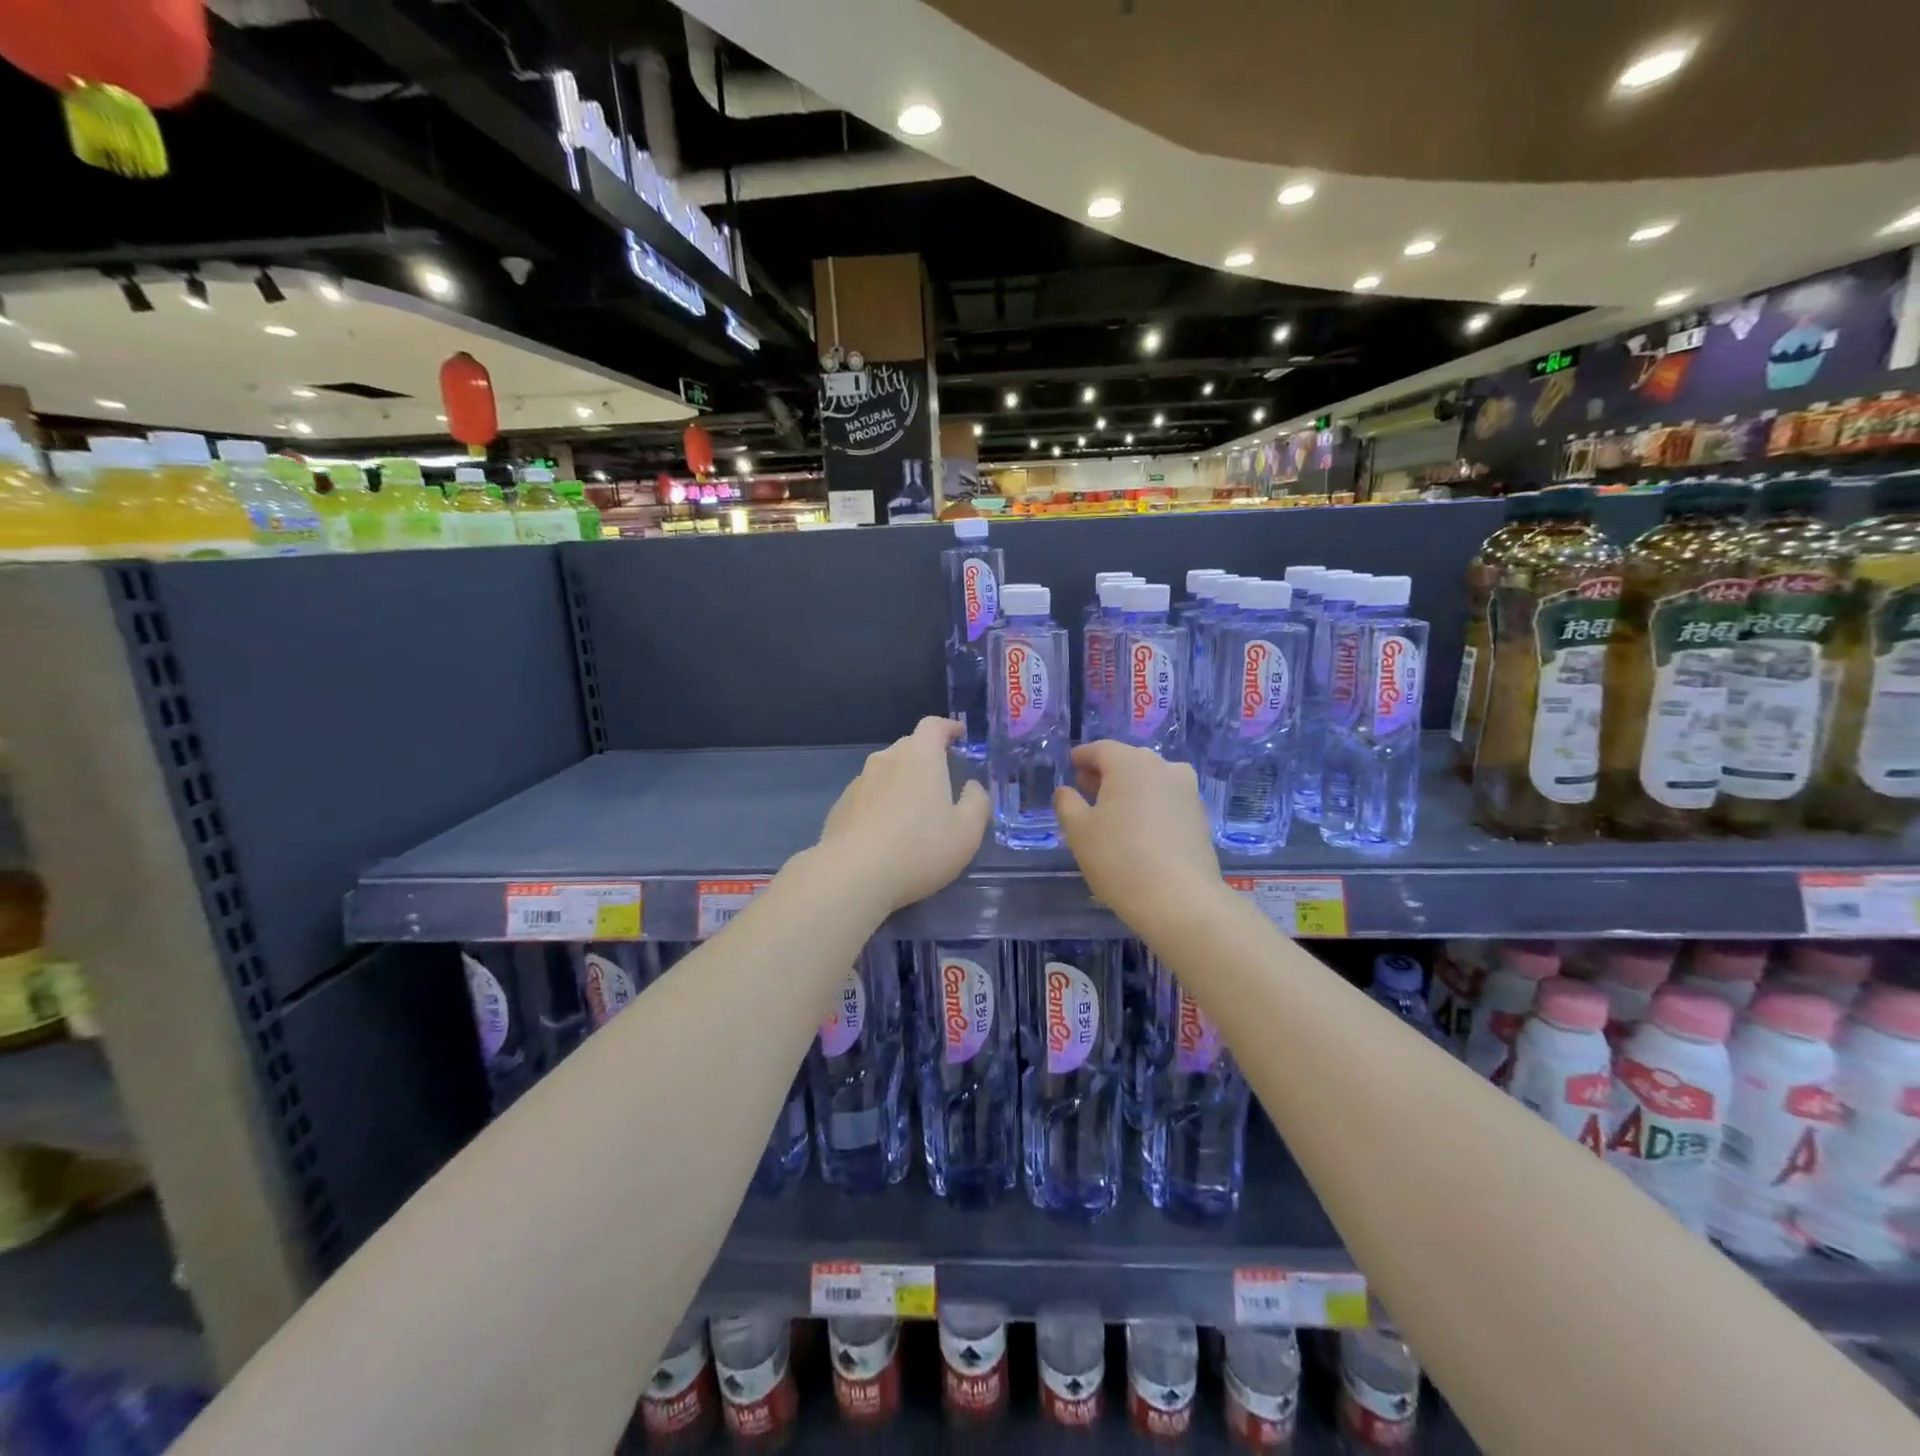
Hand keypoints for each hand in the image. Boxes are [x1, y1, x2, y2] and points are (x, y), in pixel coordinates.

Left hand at [816, 718, 989, 911]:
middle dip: (927, 757)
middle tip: (942, 779)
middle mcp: (886, 759)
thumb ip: (977, 802)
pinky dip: (881, 804)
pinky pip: (868, 796)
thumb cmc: (919, 849)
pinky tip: (886, 833)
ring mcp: (859, 782)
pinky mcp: (840, 806)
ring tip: (914, 811)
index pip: (934, 725)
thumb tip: (972, 786)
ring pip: (886, 772)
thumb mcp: (967, 832)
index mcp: (920, 756)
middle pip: (909, 747)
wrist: (852, 876)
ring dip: (902, 782)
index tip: (959, 735)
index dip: (949, 727)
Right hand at [1055, 741, 1221, 931]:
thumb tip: (1066, 790)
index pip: (1100, 749)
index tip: (1071, 766)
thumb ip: (1067, 804)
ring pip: (1151, 780)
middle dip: (1106, 773)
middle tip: (1087, 791)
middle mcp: (1163, 767)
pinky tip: (1140, 829)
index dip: (1082, 757)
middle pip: (1128, 761)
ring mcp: (1187, 791)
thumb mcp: (1078, 831)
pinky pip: (1167, 800)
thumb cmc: (1119, 858)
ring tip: (1114, 812)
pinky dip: (1151, 805)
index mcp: (1130, 763)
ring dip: (1131, 789)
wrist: (1180, 900)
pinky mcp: (1200, 816)